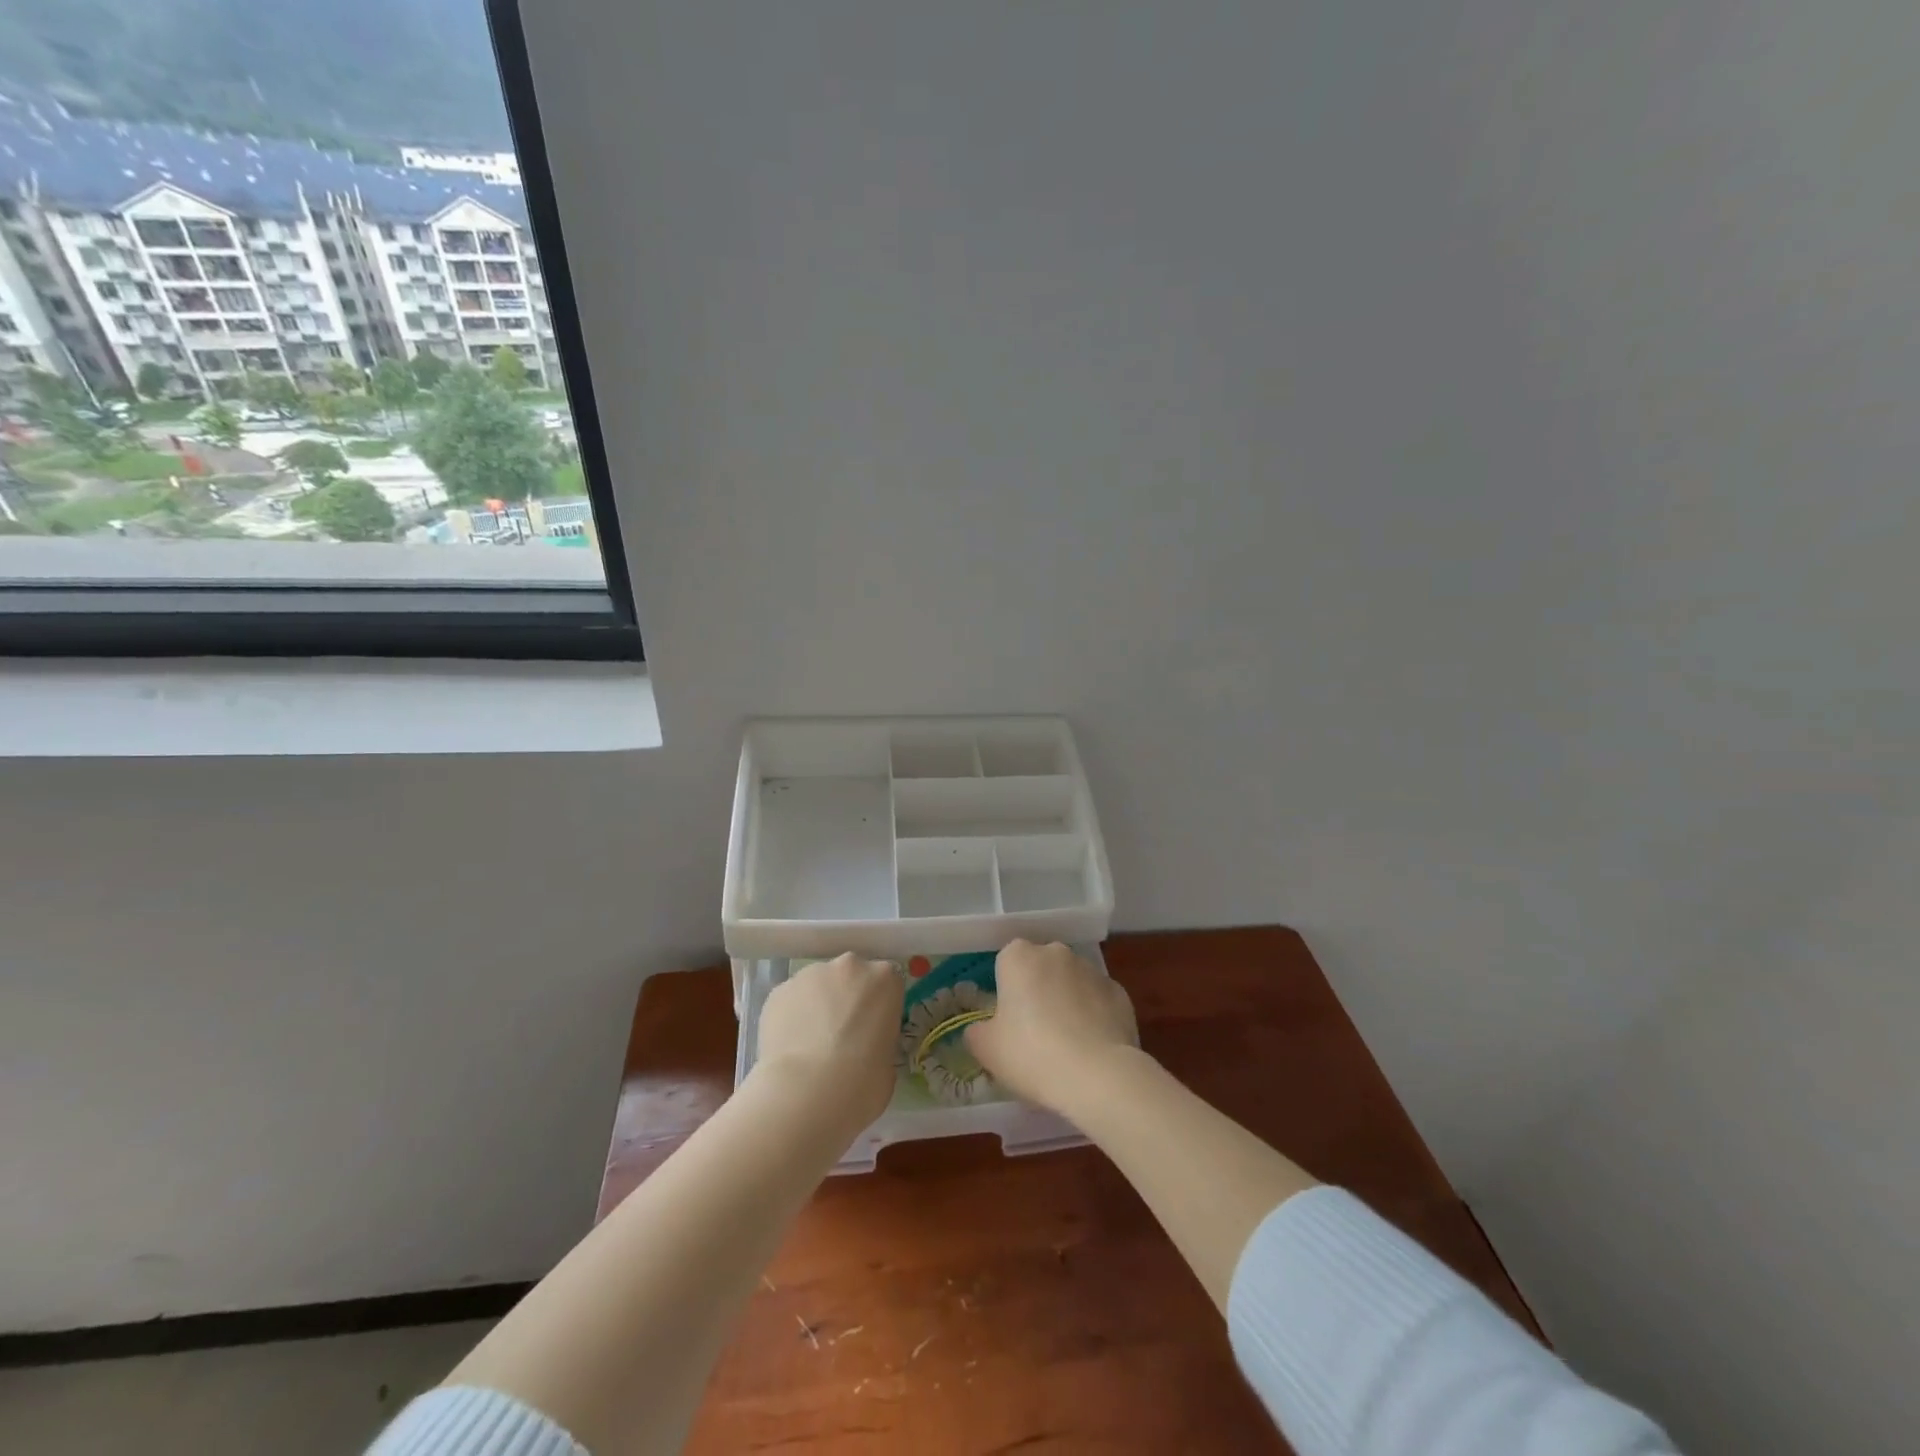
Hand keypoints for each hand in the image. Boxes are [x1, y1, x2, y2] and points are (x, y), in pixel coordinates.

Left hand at [754, 954, 902, 1128]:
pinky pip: (790, 1000)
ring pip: (817, 986)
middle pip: (850, 976)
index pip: (886, 983)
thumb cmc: (863, 1082)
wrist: (808, 1091)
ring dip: (817, 1006)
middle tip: (841, 1035)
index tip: (872, 1029)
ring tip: (810, 1045)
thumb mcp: (888, 1062)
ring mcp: (811, 975)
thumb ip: (878, 1040)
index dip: (878, 1006)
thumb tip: (864, 1047)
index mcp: (885, 979)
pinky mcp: (779, 990)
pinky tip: (790, 1047)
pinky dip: (791, 1017)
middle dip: (846, 998)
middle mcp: (849, 966)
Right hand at [966, 939, 1138, 1112]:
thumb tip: (981, 1029)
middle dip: (1037, 992)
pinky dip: (1093, 1016)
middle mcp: (1056, 952)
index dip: (1006, 991)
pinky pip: (1097, 1000)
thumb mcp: (986, 1049)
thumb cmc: (1031, 1055)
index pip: (1006, 963)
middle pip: (1040, 968)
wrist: (1098, 1076)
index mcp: (1019, 957)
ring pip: (1070, 982)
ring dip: (1066, 1002)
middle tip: (1034, 1033)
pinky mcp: (1119, 992)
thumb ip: (976, 1032)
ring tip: (1066, 1045)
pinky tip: (1091, 1047)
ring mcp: (1092, 970)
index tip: (1008, 1021)